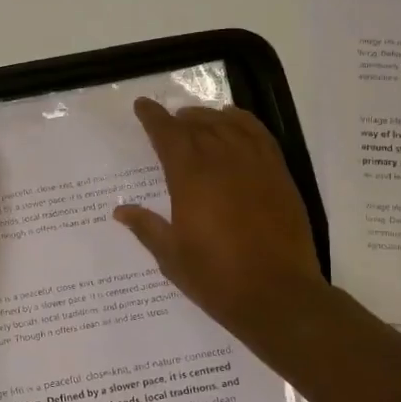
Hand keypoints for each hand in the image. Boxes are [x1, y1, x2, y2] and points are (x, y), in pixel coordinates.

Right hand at [113, 99, 328, 345]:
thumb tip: (121, 210)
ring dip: (208, 117)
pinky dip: (243, 122)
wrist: (277, 295)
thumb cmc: (216, 278)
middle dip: (179, 119)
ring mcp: (255, 165)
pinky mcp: (279, 175)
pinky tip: (234, 123)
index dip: (153, 118)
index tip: (142, 106)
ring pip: (228, 125)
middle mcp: (223, 162)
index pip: (168, 135)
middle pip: (198, 126)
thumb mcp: (171, 257)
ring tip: (197, 120)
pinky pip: (260, 135)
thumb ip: (147, 227)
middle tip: (167, 120)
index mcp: (190, 179)